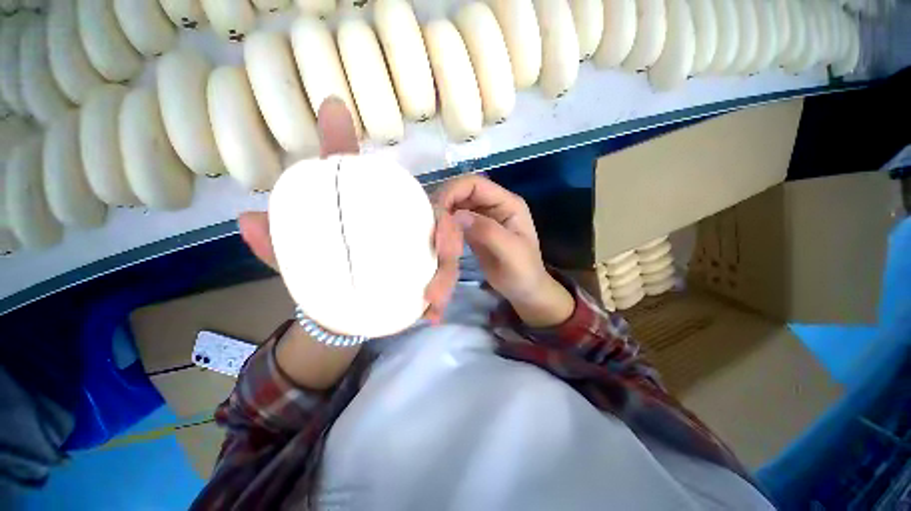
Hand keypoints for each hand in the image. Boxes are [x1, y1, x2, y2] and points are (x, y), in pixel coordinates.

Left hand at [237, 97, 461, 325]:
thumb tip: (245, 219)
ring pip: (446, 262)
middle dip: (450, 237)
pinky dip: (439, 302)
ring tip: (435, 300)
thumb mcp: (300, 250)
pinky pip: (439, 290)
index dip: (428, 200)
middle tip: (445, 250)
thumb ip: (278, 238)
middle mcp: (410, 235)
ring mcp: (420, 262)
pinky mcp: (422, 286)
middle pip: (442, 231)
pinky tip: (433, 316)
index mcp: (385, 216)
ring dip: (447, 275)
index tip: (441, 215)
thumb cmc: (321, 269)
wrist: (332, 309)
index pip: (415, 203)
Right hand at [434, 175, 573, 326]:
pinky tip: (438, 237)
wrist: (524, 291)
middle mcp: (494, 205)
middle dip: (444, 203)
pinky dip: (445, 227)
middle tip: (429, 223)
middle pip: (462, 192)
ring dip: (442, 215)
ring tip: (431, 231)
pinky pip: (455, 222)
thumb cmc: (523, 272)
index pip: (475, 184)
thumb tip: (456, 215)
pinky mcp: (474, 231)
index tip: (436, 211)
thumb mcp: (510, 252)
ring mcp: (483, 218)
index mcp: (507, 203)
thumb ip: (486, 231)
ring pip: (456, 206)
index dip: (453, 191)